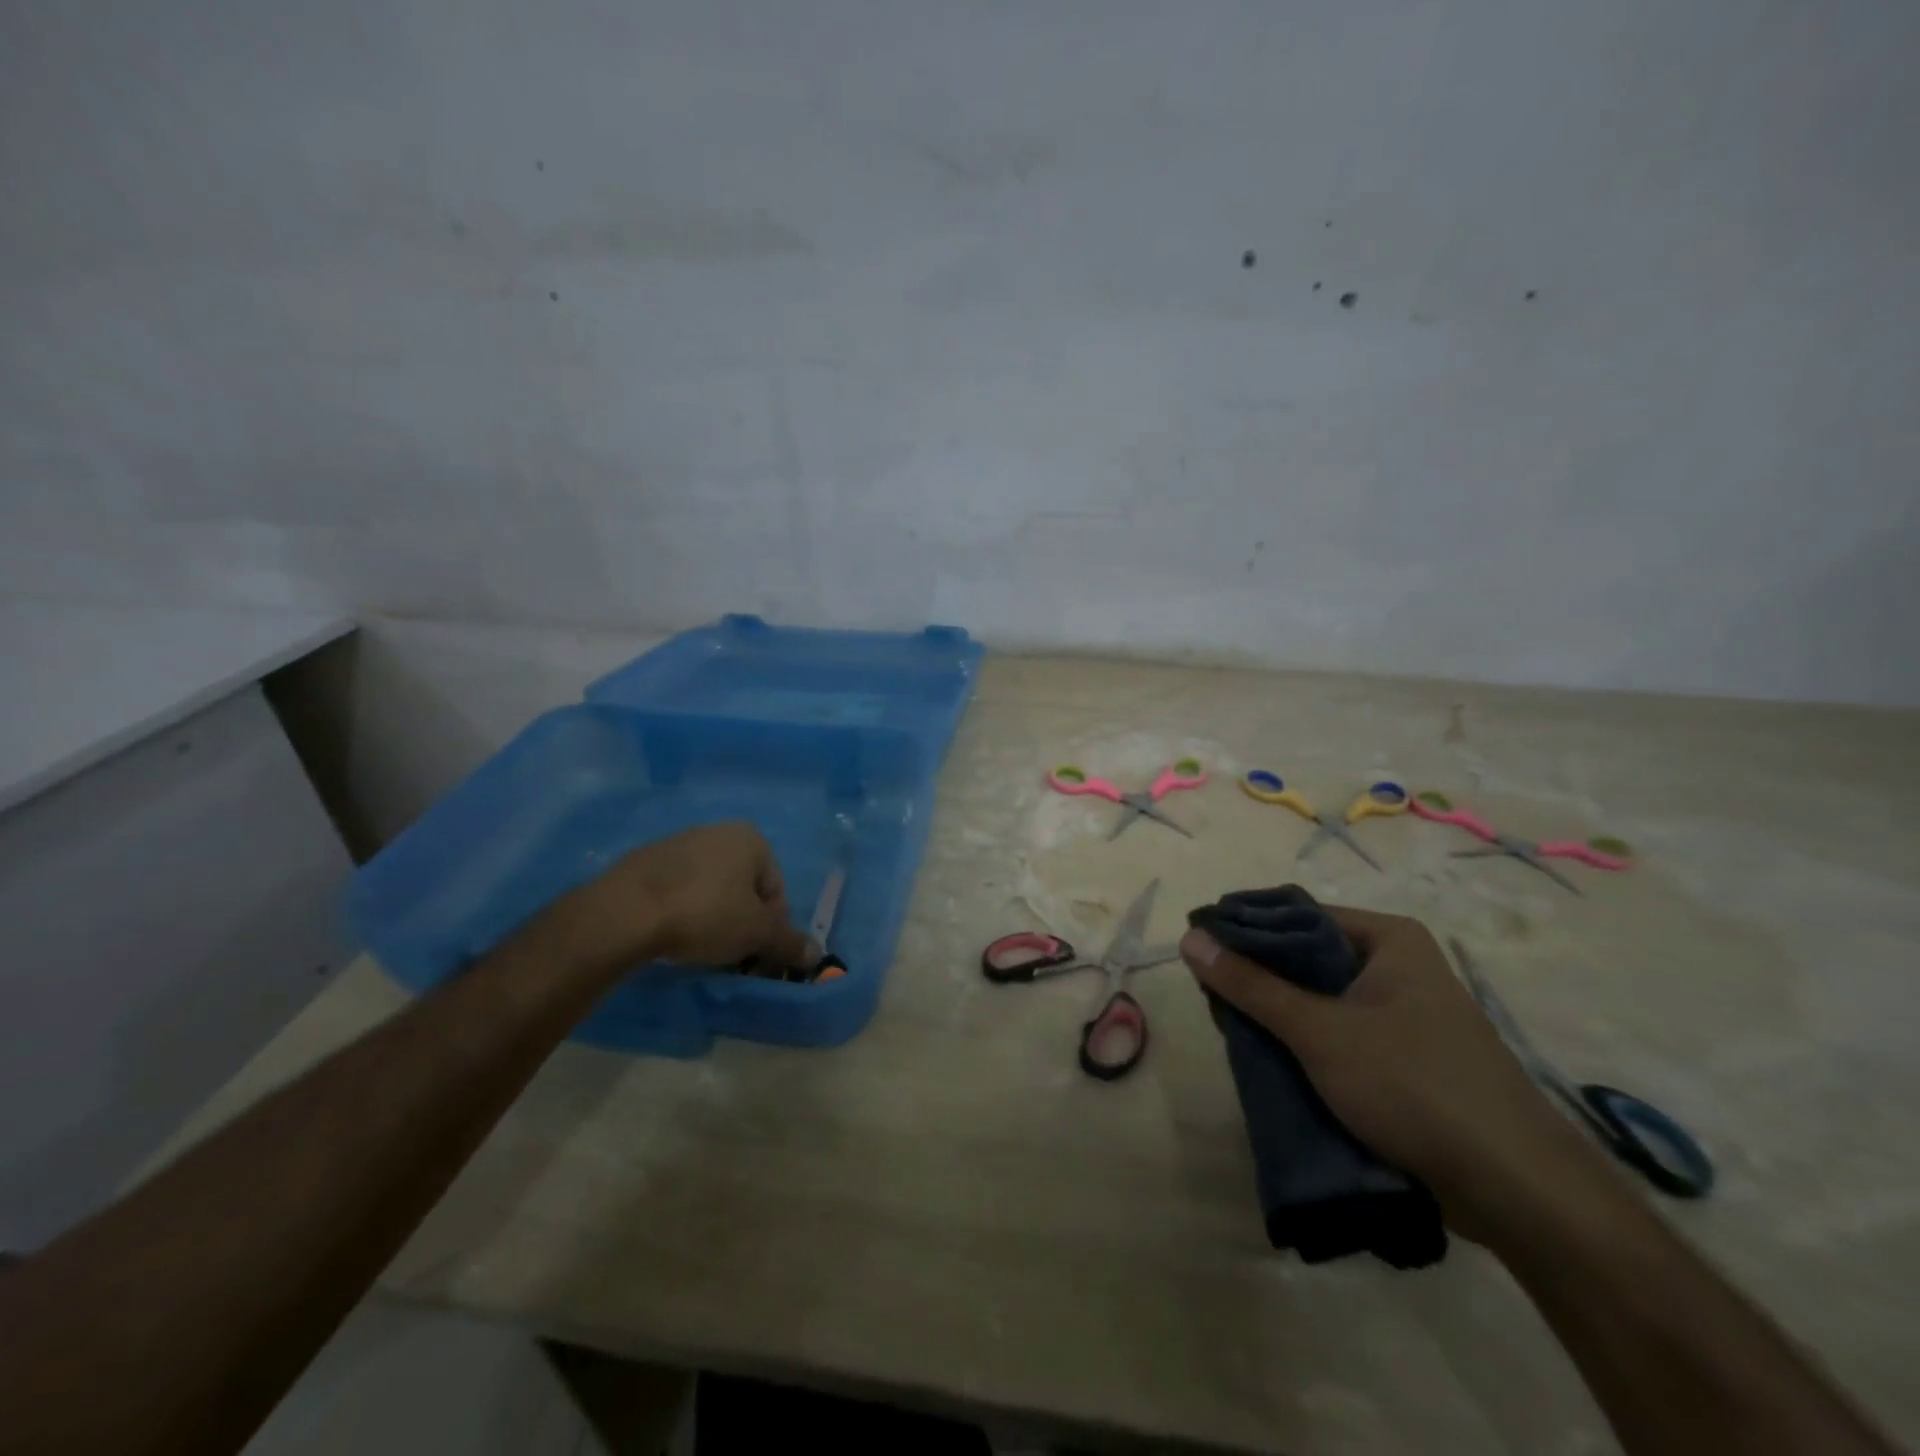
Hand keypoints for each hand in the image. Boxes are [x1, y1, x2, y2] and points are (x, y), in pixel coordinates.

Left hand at [539, 822, 809, 977]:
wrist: (626, 912)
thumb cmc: (705, 914)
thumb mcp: (757, 934)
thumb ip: (789, 942)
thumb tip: (816, 955)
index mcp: (752, 839)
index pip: (776, 889)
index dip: (772, 926)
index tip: (757, 954)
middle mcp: (717, 831)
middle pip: (743, 887)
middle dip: (742, 920)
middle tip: (730, 954)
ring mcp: (678, 843)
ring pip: (710, 888)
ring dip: (712, 916)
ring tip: (698, 948)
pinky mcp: (644, 861)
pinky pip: (677, 890)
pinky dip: (681, 911)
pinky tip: (670, 936)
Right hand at [1181, 906, 1623, 1241]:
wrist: (1520, 1192)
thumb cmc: (1414, 1087)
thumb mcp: (1319, 1031)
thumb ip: (1250, 984)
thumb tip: (1189, 938)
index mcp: (1388, 938)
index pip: (1296, 916)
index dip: (1244, 932)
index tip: (1200, 954)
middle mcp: (1398, 965)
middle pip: (1307, 958)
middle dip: (1259, 979)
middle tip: (1211, 999)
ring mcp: (1406, 1013)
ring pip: (1321, 1000)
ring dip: (1280, 1016)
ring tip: (1234, 1031)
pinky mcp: (1408, 1058)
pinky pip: (1341, 1033)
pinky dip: (1307, 1043)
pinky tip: (1274, 1060)